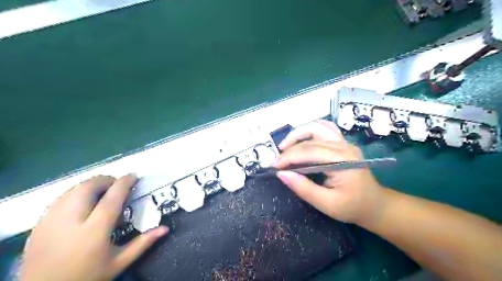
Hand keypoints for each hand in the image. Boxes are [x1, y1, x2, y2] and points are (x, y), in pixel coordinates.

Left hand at [18, 173, 167, 280]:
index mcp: (94, 231)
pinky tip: (82, 204)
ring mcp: (51, 221)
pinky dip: (76, 193)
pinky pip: (60, 198)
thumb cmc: (86, 277)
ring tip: (101, 193)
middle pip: (88, 187)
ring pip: (73, 189)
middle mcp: (71, 221)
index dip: (124, 183)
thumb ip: (142, 243)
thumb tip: (165, 228)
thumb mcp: (118, 263)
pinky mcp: (38, 224)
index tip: (133, 175)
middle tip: (117, 186)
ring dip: (91, 185)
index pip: (112, 198)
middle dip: (106, 180)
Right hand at [274, 120, 384, 224]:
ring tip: (285, 147)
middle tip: (278, 162)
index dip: (289, 157)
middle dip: (290, 148)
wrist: (375, 205)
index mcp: (343, 160)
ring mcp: (344, 142)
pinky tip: (301, 139)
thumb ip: (304, 188)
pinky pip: (324, 129)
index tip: (274, 167)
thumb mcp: (327, 204)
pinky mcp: (342, 143)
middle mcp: (344, 146)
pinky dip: (310, 131)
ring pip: (317, 128)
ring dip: (298, 135)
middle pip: (311, 138)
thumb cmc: (352, 207)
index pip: (309, 151)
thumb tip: (281, 174)